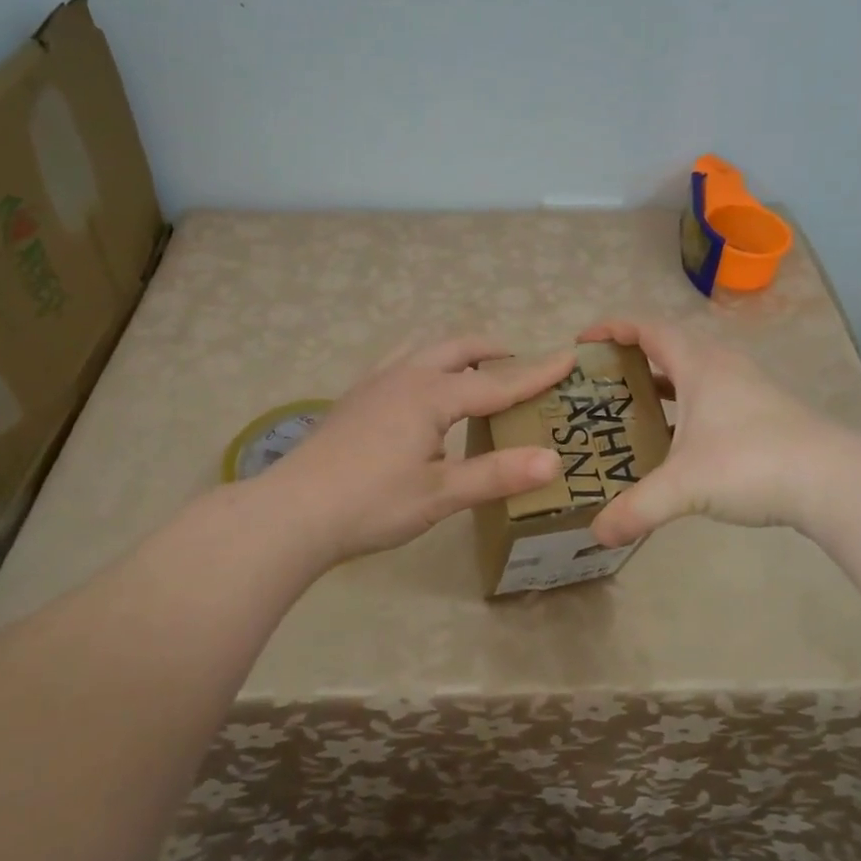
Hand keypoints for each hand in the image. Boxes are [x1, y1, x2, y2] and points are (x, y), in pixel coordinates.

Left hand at [269, 335, 576, 563]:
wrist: (292, 512)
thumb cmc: (370, 504)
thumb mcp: (440, 494)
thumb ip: (496, 475)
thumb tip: (554, 461)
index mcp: (430, 395)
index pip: (496, 383)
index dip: (535, 374)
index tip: (569, 358)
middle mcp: (403, 377)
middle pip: (456, 348)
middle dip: (491, 351)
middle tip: (517, 362)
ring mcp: (373, 385)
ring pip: (422, 349)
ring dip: (454, 352)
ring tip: (471, 371)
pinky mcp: (353, 399)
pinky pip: (398, 362)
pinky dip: (424, 363)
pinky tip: (419, 393)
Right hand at [577, 319, 850, 544]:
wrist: (836, 482)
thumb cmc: (752, 464)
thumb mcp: (685, 487)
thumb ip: (637, 509)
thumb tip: (597, 534)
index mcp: (699, 365)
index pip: (647, 329)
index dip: (612, 329)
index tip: (582, 342)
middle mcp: (724, 366)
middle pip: (670, 346)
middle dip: (632, 358)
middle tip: (601, 383)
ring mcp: (750, 388)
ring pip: (695, 372)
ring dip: (663, 383)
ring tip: (633, 409)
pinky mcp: (767, 412)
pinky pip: (714, 395)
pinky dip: (688, 406)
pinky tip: (680, 440)